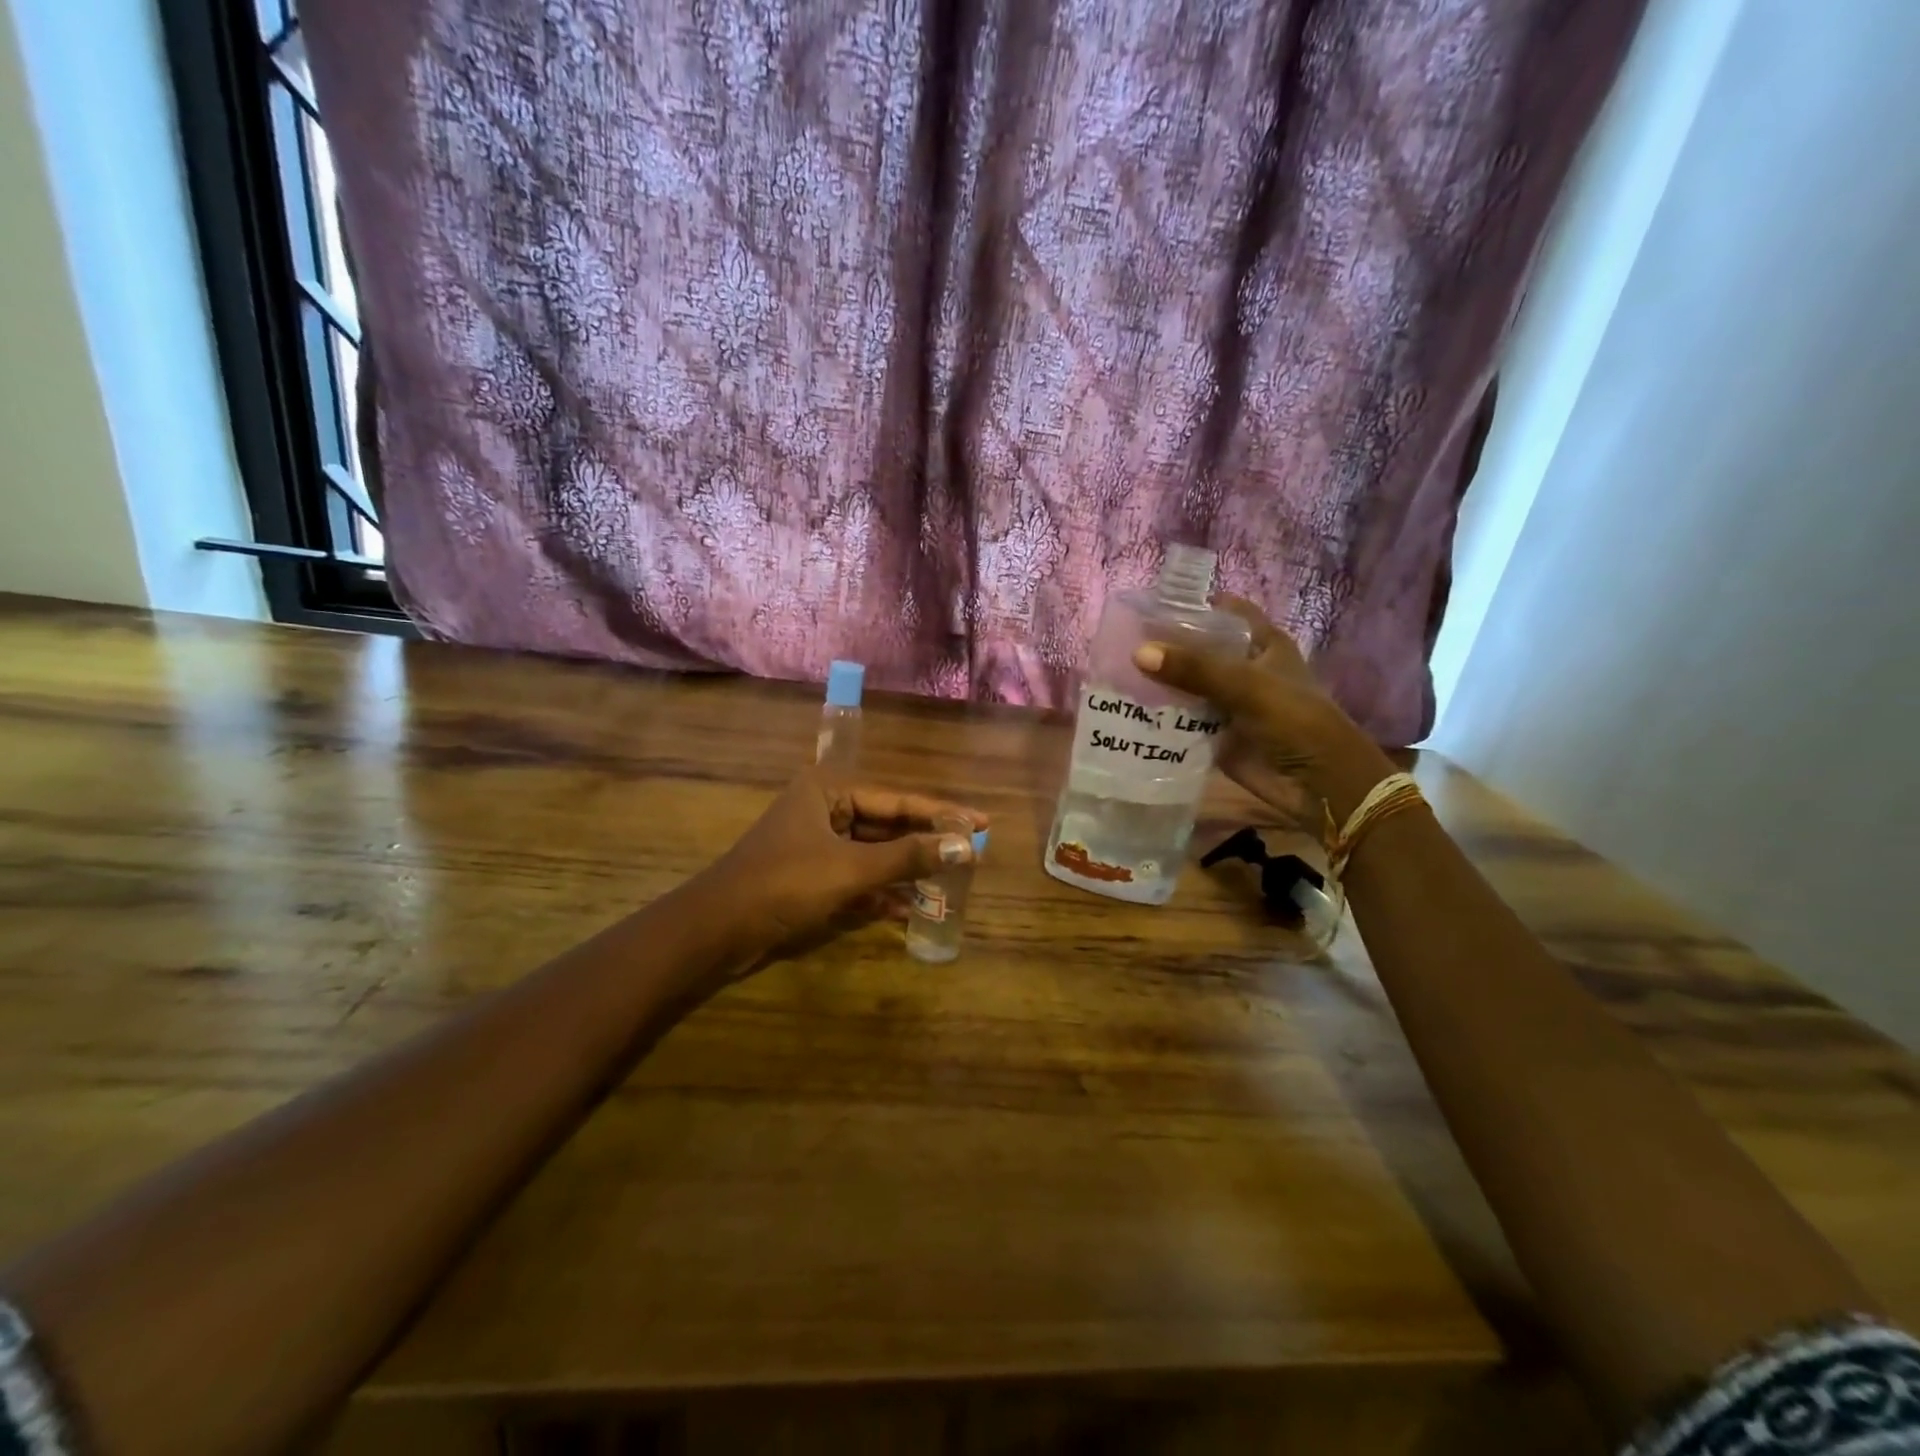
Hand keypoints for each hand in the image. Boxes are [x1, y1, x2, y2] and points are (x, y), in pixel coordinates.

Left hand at [699, 770, 986, 957]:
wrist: (716, 931)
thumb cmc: (784, 885)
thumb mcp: (851, 869)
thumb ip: (908, 858)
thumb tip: (966, 846)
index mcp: (828, 790)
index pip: (899, 800)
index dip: (943, 813)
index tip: (984, 823)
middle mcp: (824, 809)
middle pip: (888, 825)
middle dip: (926, 844)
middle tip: (971, 856)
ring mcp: (816, 844)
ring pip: (874, 853)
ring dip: (907, 871)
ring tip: (950, 884)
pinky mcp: (811, 877)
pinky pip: (857, 877)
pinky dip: (881, 892)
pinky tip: (911, 909)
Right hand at [1133, 596, 1394, 822]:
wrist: (1319, 784)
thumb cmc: (1295, 721)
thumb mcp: (1247, 686)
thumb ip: (1195, 669)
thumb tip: (1138, 653)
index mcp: (1261, 644)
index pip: (1224, 612)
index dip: (1193, 605)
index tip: (1149, 605)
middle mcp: (1242, 669)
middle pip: (1197, 650)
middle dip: (1163, 647)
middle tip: (1116, 643)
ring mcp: (1227, 703)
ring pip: (1185, 686)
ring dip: (1157, 684)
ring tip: (1111, 675)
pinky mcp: (1215, 735)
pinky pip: (1182, 721)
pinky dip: (1159, 718)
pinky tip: (1126, 712)